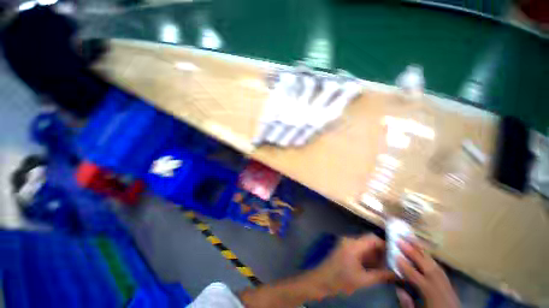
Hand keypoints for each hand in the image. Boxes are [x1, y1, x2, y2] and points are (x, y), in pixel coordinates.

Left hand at [310, 234, 394, 296]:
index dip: (386, 245)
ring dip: (377, 256)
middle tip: (397, 263)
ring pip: (366, 247)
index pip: (373, 238)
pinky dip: (369, 258)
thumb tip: (398, 274)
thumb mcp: (362, 280)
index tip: (398, 255)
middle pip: (370, 242)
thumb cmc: (340, 280)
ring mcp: (347, 245)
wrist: (321, 281)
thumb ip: (381, 276)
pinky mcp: (345, 250)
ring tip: (391, 267)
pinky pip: (360, 251)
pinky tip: (378, 268)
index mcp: (353, 244)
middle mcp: (350, 241)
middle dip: (383, 252)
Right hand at [398, 240, 459, 307]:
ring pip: (435, 265)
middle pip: (428, 267)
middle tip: (400, 239)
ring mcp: (448, 285)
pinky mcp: (450, 284)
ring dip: (422, 251)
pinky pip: (440, 268)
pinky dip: (431, 258)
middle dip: (413, 252)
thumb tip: (399, 288)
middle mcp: (441, 288)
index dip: (405, 265)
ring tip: (411, 239)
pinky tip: (424, 252)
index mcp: (432, 296)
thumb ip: (407, 303)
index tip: (394, 254)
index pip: (417, 277)